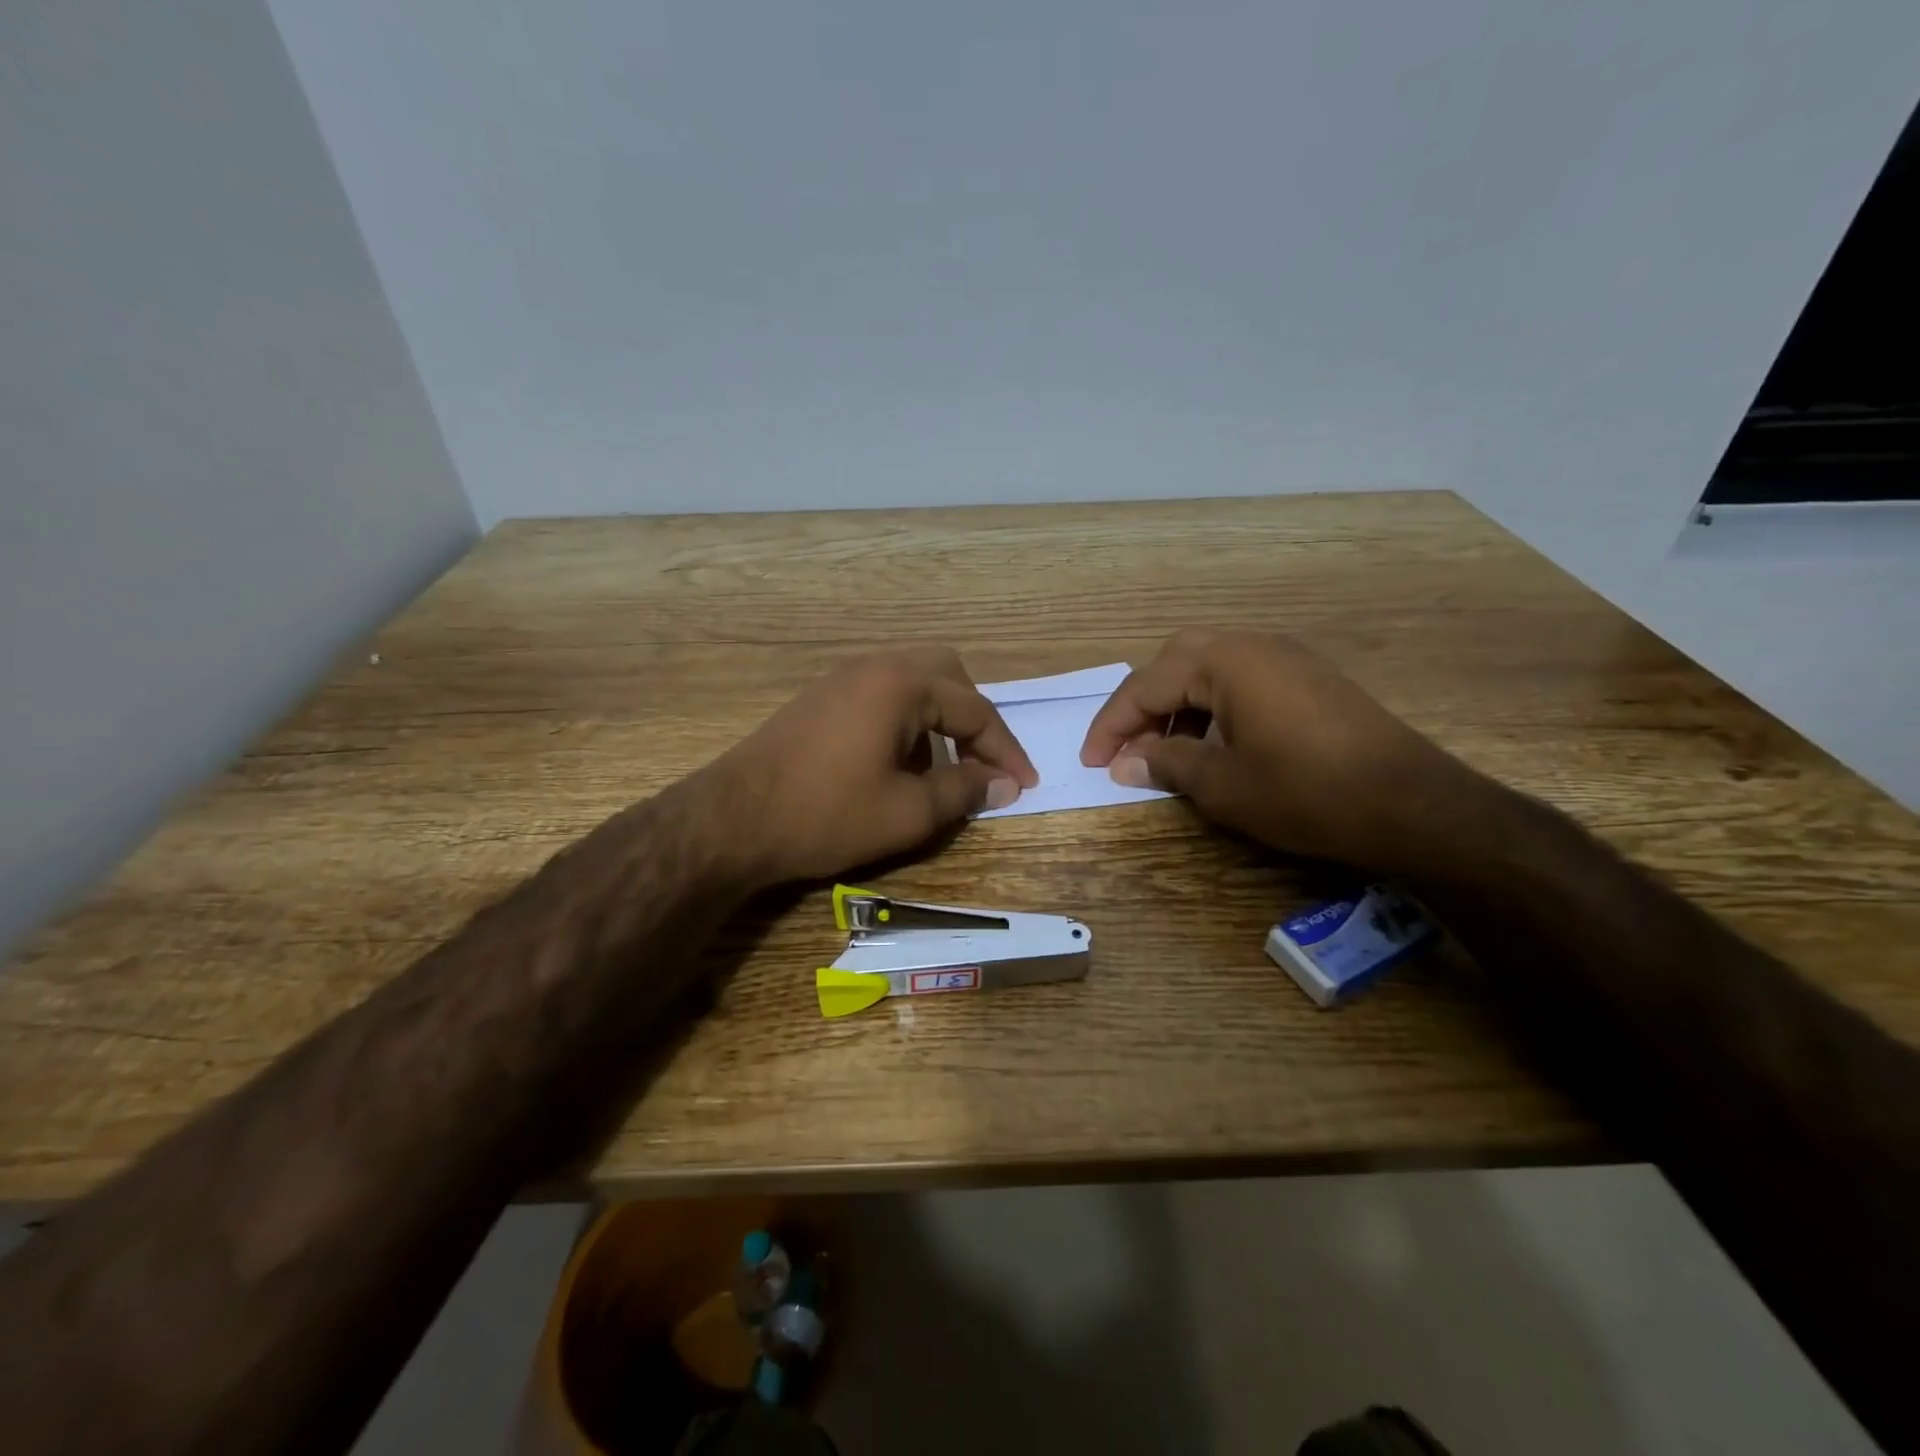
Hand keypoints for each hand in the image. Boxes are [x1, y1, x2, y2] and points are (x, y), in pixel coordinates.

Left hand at [713, 647, 1038, 885]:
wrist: (732, 821)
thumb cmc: (827, 814)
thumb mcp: (908, 812)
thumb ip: (964, 792)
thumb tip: (1003, 784)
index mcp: (902, 684)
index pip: (976, 709)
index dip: (1006, 750)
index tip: (1025, 785)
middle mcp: (874, 666)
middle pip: (947, 677)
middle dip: (974, 721)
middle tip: (984, 765)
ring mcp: (842, 679)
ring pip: (912, 684)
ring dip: (939, 721)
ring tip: (941, 772)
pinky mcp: (820, 699)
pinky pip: (881, 696)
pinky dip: (906, 723)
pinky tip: (896, 765)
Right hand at [1079, 629, 1472, 867]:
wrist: (1412, 804)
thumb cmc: (1305, 792)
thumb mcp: (1222, 784)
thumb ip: (1166, 763)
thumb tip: (1125, 762)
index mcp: (1225, 661)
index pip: (1146, 685)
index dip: (1111, 726)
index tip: (1090, 762)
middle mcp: (1253, 645)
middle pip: (1175, 663)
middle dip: (1143, 705)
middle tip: (1126, 748)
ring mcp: (1287, 659)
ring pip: (1209, 670)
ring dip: (1178, 706)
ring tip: (1165, 751)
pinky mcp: (1310, 681)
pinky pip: (1242, 681)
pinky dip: (1213, 708)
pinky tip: (1214, 745)